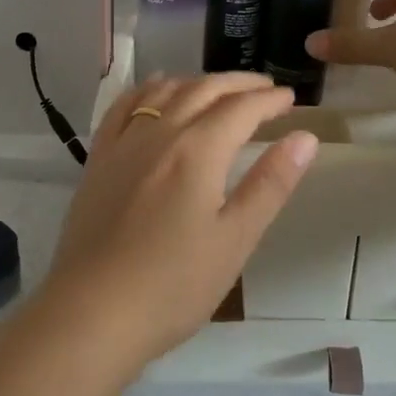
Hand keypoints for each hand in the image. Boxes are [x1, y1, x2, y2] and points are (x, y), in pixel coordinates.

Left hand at [42, 73, 319, 367]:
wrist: (91, 314)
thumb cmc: (173, 285)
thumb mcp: (235, 240)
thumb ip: (270, 184)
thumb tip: (304, 138)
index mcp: (198, 151)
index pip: (241, 108)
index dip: (270, 100)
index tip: (291, 99)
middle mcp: (160, 133)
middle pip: (204, 90)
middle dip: (239, 84)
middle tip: (265, 88)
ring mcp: (124, 143)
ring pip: (164, 91)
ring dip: (198, 82)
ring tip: (219, 90)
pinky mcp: (98, 159)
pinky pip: (124, 106)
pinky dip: (147, 89)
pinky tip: (156, 91)